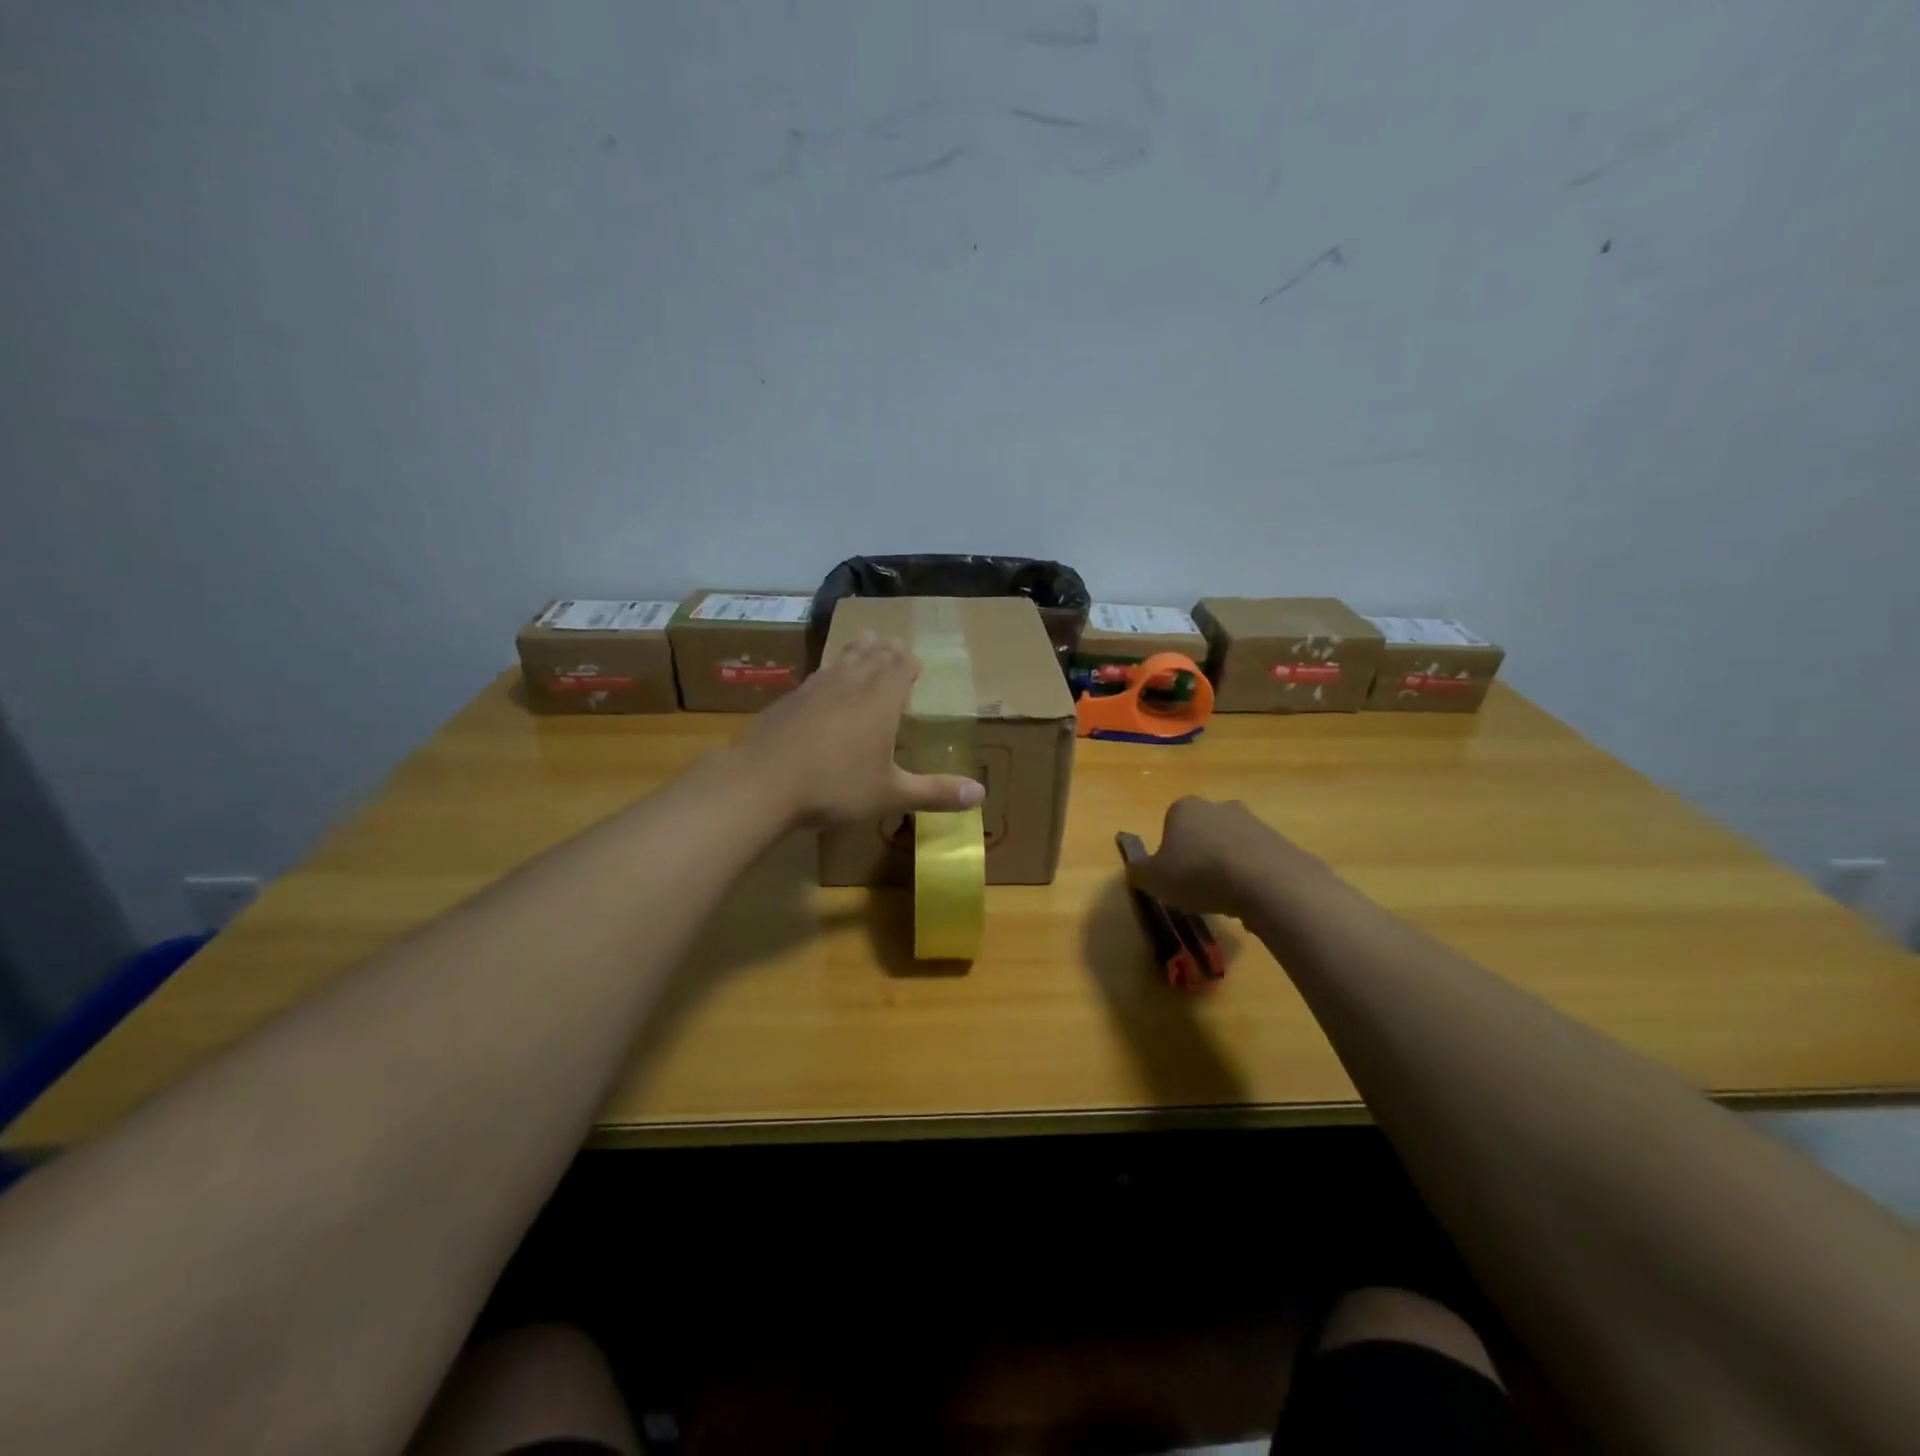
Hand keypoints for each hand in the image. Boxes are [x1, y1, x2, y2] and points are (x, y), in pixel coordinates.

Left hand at [738, 631, 985, 828]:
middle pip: (872, 655)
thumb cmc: (835, 786)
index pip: (901, 666)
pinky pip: (817, 674)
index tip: (915, 662)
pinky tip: (822, 682)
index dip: (910, 662)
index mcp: (881, 698)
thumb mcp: (890, 793)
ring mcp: (815, 687)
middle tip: (893, 646)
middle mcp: (850, 682)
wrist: (761, 782)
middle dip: (886, 650)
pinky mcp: (788, 699)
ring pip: (843, 658)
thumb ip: (935, 792)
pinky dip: (829, 671)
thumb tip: (981, 794)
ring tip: (864, 641)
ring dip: (857, 650)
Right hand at [1127, 796, 1319, 918]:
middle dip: (1200, 855)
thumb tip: (1137, 869)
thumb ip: (1140, 871)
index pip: (1170, 824)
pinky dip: (1251, 878)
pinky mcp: (1279, 841)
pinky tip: (1250, 901)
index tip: (1173, 876)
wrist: (1265, 881)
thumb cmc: (1198, 874)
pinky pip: (1257, 861)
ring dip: (1227, 868)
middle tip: (1198, 887)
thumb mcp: (1153, 879)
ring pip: (1231, 846)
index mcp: (1184, 808)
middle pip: (1203, 832)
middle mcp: (1218, 806)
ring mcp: (1252, 821)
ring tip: (1226, 900)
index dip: (1169, 852)